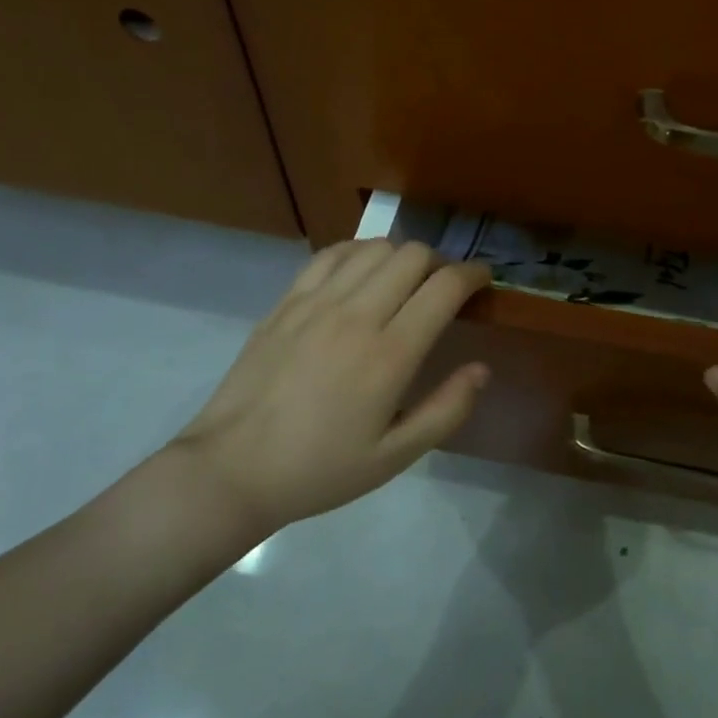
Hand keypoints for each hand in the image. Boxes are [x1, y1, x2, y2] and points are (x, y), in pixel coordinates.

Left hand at [152, 240, 492, 564]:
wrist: (233, 469)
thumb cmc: (321, 469)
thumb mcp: (395, 456)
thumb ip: (446, 411)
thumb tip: (481, 369)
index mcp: (389, 354)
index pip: (444, 287)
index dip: (473, 275)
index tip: (484, 281)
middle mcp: (356, 315)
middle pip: (412, 255)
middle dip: (441, 262)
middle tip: (445, 288)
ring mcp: (316, 302)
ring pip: (374, 248)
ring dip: (402, 256)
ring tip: (406, 281)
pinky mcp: (287, 301)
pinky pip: (332, 254)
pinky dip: (359, 252)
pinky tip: (363, 273)